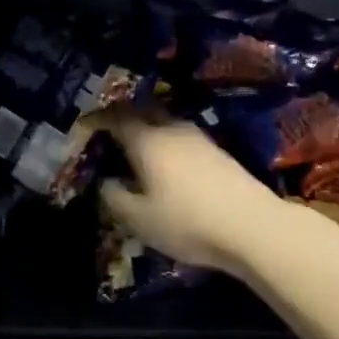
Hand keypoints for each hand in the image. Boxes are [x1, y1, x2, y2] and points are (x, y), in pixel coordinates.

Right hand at [96, 110, 286, 276]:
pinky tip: (167, 164)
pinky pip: (182, 138)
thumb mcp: (139, 219)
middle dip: (124, 117)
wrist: (254, 227)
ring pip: (166, 124)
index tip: (85, 125)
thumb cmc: (187, 221)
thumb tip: (105, 182)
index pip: (116, 117)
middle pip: (144, 111)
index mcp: (147, 140)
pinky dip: (167, 144)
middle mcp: (172, 129)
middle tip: (110, 133)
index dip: (97, 119)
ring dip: (149, 130)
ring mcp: (199, 138)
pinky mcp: (219, 153)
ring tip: (137, 150)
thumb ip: (114, 197)